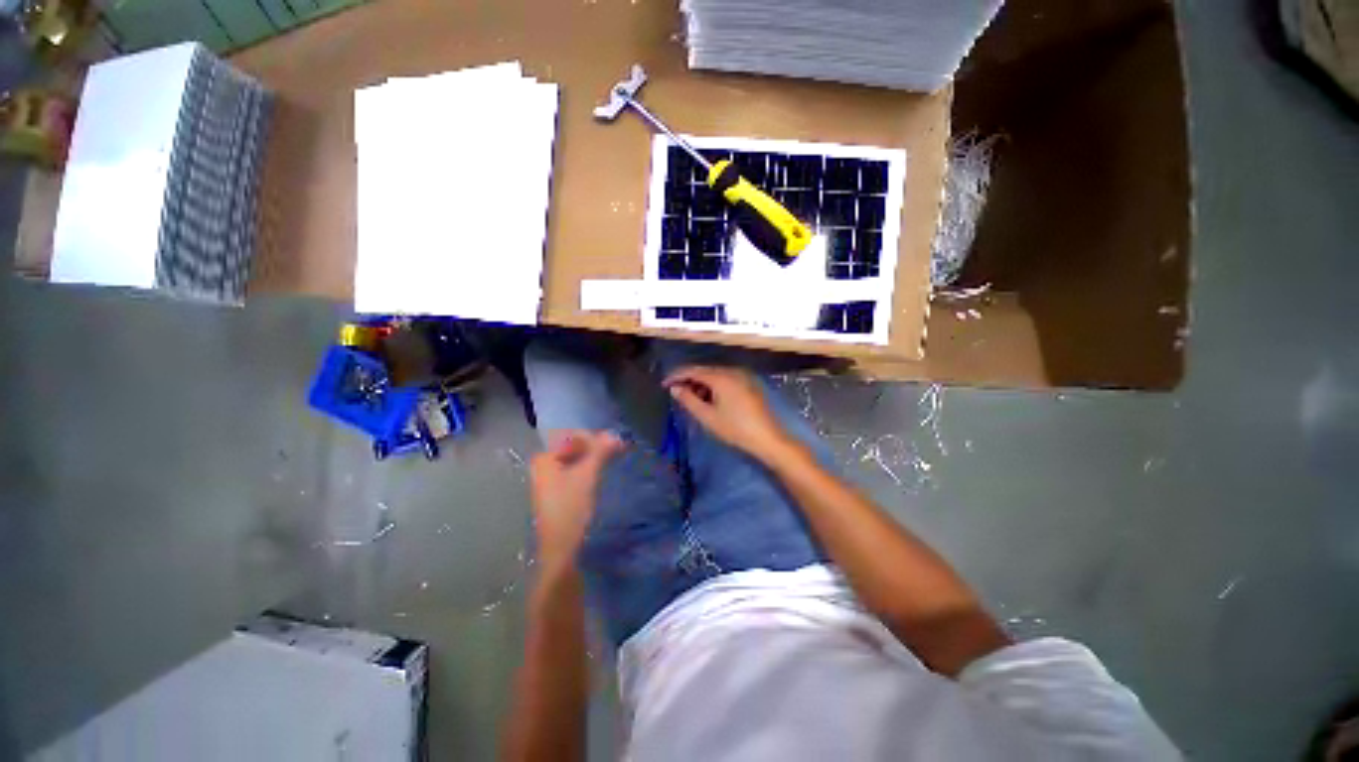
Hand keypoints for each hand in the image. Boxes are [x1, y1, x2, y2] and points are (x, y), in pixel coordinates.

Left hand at [529, 430, 624, 573]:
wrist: (561, 550)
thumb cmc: (570, 509)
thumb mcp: (587, 476)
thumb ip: (599, 452)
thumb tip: (614, 433)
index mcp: (544, 459)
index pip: (572, 436)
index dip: (594, 437)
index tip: (615, 443)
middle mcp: (543, 466)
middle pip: (573, 447)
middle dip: (595, 446)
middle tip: (617, 449)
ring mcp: (549, 480)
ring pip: (575, 459)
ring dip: (594, 457)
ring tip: (613, 458)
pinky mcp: (558, 492)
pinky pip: (575, 471)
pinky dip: (589, 468)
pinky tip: (602, 471)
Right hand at [663, 365, 795, 461]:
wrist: (768, 438)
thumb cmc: (735, 429)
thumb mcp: (707, 416)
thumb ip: (688, 400)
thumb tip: (674, 388)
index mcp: (721, 377)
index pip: (692, 370)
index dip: (676, 376)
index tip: (663, 384)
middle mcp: (732, 371)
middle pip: (704, 370)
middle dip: (688, 380)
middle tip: (676, 394)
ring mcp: (742, 377)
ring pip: (715, 375)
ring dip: (701, 384)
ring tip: (692, 399)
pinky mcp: (748, 384)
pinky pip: (725, 379)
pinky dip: (713, 386)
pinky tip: (710, 400)